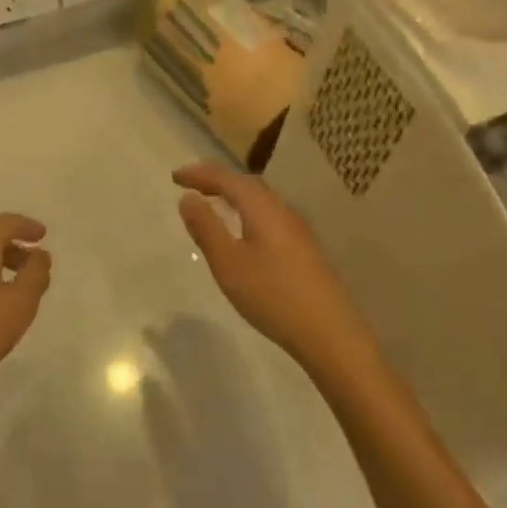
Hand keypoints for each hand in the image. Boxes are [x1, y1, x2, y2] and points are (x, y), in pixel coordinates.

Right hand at [174, 164, 376, 376]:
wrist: (331, 334)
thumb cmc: (272, 295)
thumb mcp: (228, 263)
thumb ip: (206, 228)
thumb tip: (188, 198)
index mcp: (261, 206)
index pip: (225, 178)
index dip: (199, 174)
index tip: (175, 177)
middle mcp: (281, 208)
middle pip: (246, 183)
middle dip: (217, 180)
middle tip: (191, 185)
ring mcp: (297, 228)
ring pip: (260, 199)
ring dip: (234, 195)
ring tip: (214, 203)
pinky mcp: (305, 247)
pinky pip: (269, 214)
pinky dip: (248, 211)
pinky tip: (244, 231)